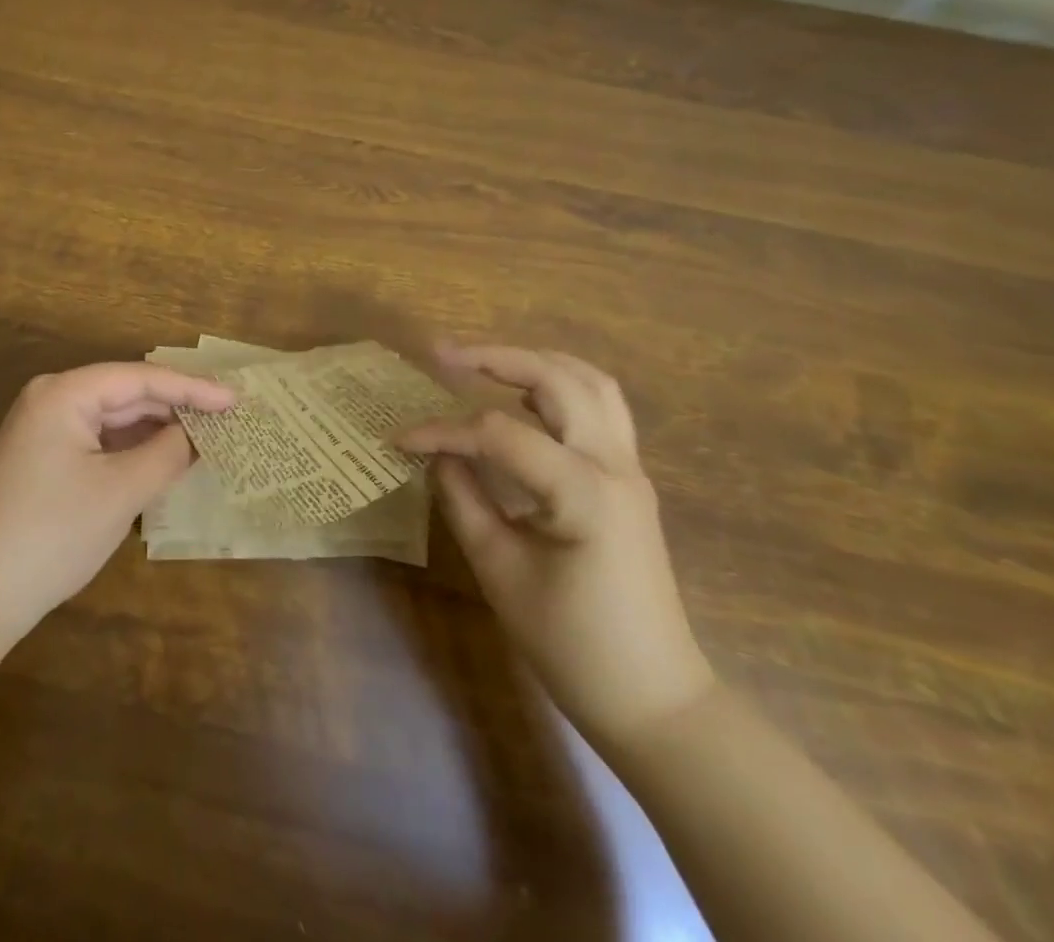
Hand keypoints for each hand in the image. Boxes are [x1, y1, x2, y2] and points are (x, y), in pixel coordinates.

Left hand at [0, 362, 234, 647]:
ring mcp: (42, 432)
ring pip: (112, 421)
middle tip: (226, 419)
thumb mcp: (120, 492)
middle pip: (126, 395)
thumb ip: (166, 454)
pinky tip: (161, 461)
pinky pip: (97, 444)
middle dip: (175, 408)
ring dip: (154, 431)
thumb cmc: (51, 533)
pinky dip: (130, 451)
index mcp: (64, 393)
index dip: (192, 388)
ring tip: (204, 438)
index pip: (141, 378)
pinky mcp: (41, 462)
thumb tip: (197, 434)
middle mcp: (51, 401)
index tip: (236, 400)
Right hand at [398, 346, 714, 747]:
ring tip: (485, 364)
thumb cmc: (572, 645)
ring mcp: (630, 469)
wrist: (653, 699)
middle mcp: (614, 465)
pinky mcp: (629, 480)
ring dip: (535, 363)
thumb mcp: (500, 571)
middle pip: (557, 379)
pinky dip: (560, 387)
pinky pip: (601, 409)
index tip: (399, 440)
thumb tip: (436, 455)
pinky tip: (525, 400)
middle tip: (443, 354)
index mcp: (583, 491)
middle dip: (496, 358)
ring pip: (590, 383)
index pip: (498, 434)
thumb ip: (464, 500)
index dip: (442, 431)